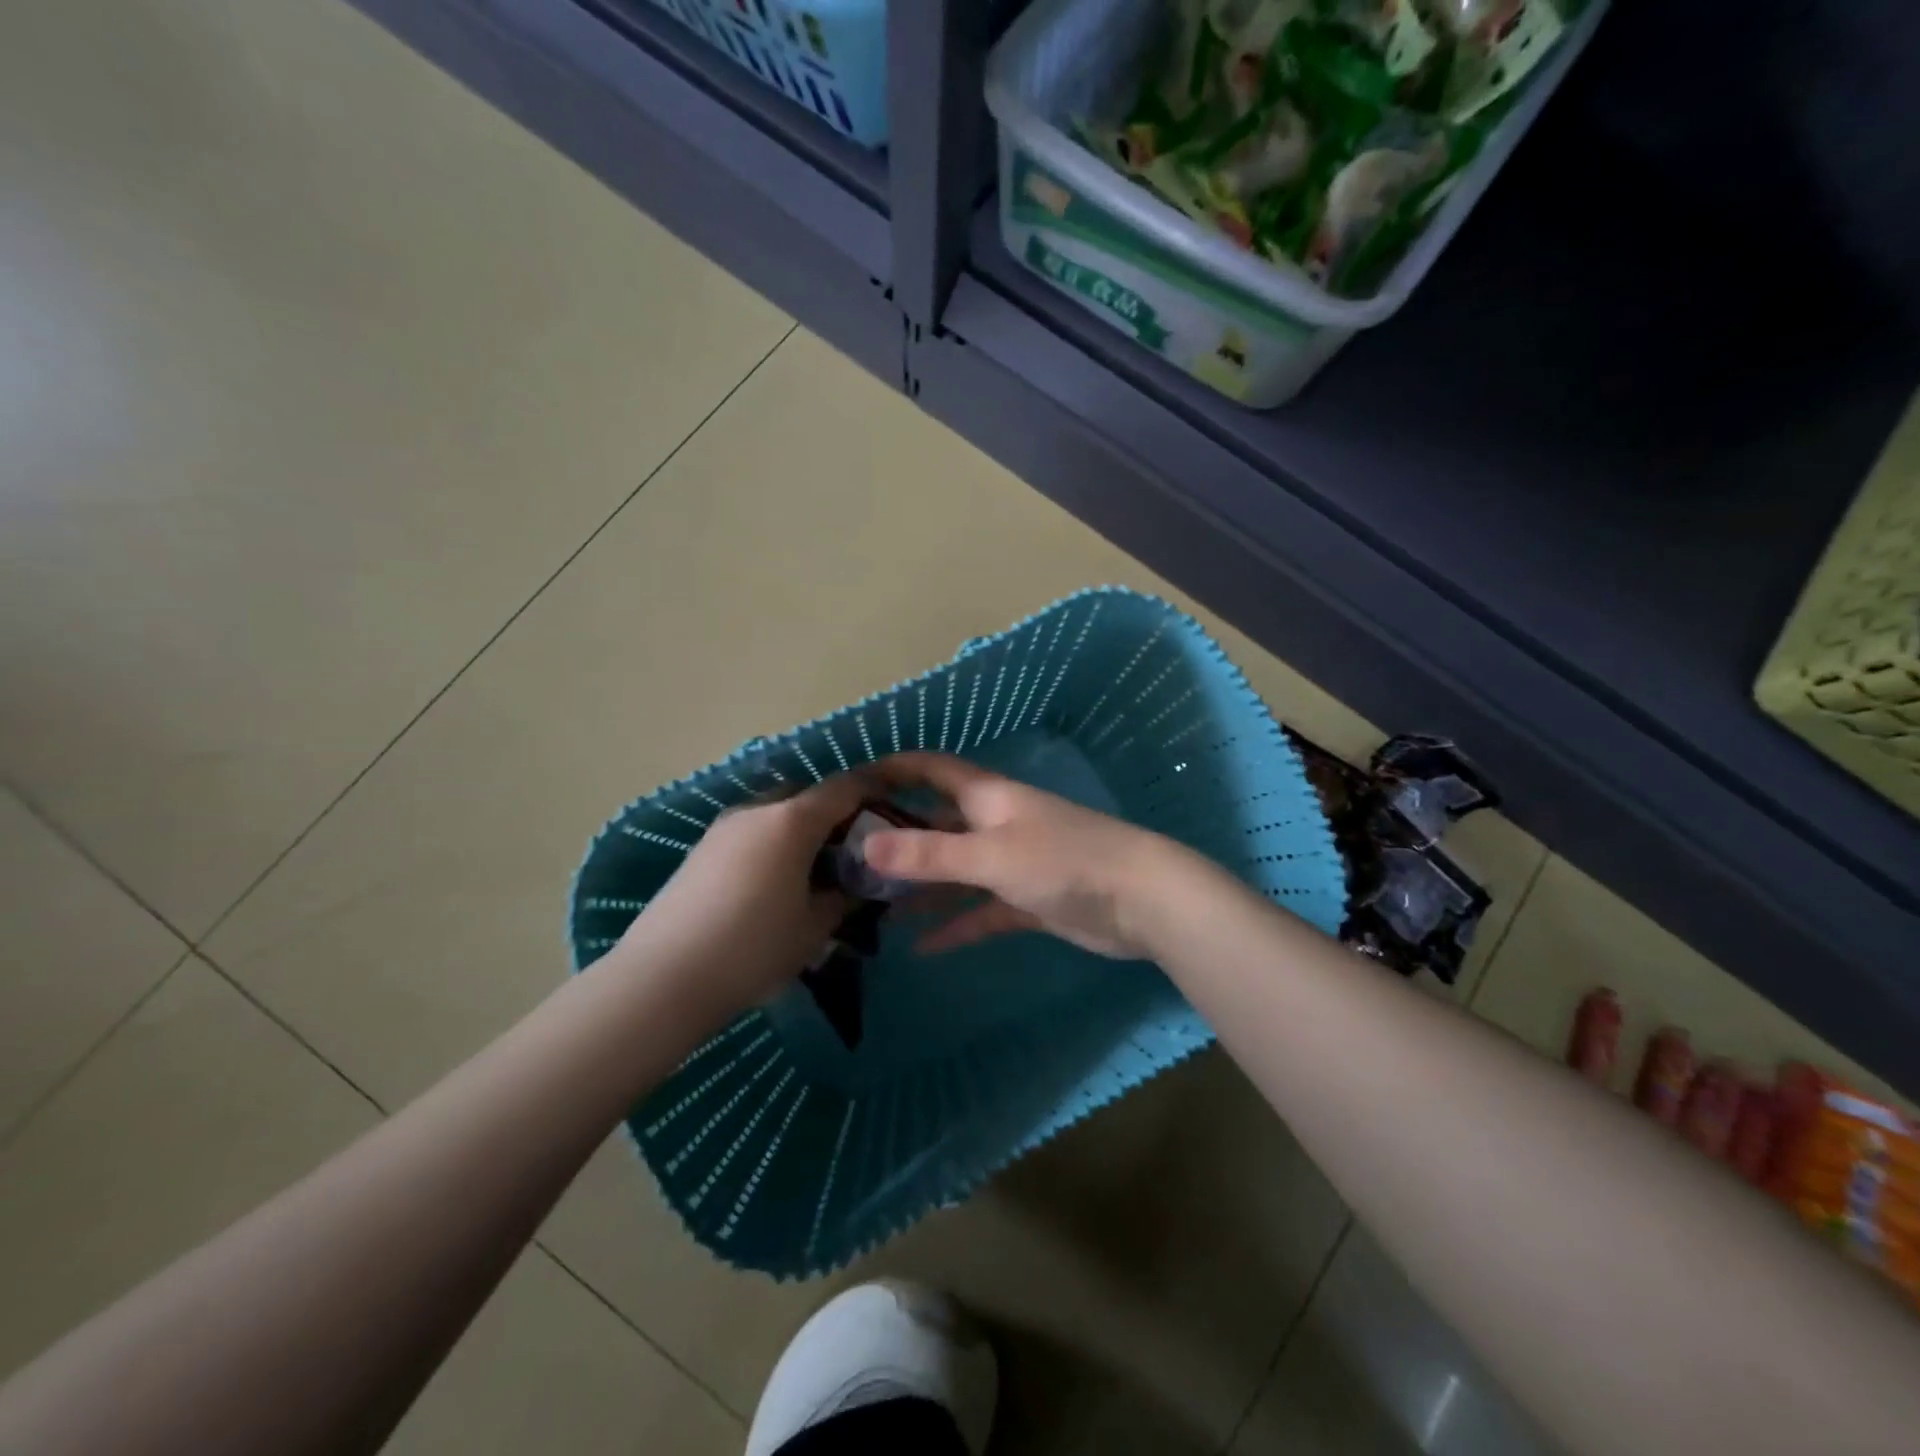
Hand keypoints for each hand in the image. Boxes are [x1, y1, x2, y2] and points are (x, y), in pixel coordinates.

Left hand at [609, 772, 871, 1016]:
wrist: (663, 978)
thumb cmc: (753, 948)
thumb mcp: (816, 926)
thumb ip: (847, 896)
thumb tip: (861, 884)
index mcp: (792, 819)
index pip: (847, 786)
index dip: (878, 788)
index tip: (900, 803)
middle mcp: (758, 809)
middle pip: (810, 794)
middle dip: (839, 812)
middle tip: (859, 847)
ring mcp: (725, 826)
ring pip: (779, 812)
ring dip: (806, 829)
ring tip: (822, 869)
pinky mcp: (703, 848)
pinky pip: (755, 831)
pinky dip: (778, 843)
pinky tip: (781, 881)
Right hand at [862, 753, 1180, 959]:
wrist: (1142, 901)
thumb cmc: (1064, 861)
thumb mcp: (990, 856)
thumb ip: (928, 854)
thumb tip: (864, 848)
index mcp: (987, 797)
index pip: (931, 770)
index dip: (893, 769)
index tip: (850, 782)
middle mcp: (996, 823)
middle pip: (937, 823)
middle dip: (897, 837)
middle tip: (848, 858)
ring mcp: (1013, 862)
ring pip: (955, 870)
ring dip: (920, 887)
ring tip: (872, 906)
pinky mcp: (1028, 900)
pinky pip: (981, 909)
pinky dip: (955, 923)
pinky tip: (921, 947)